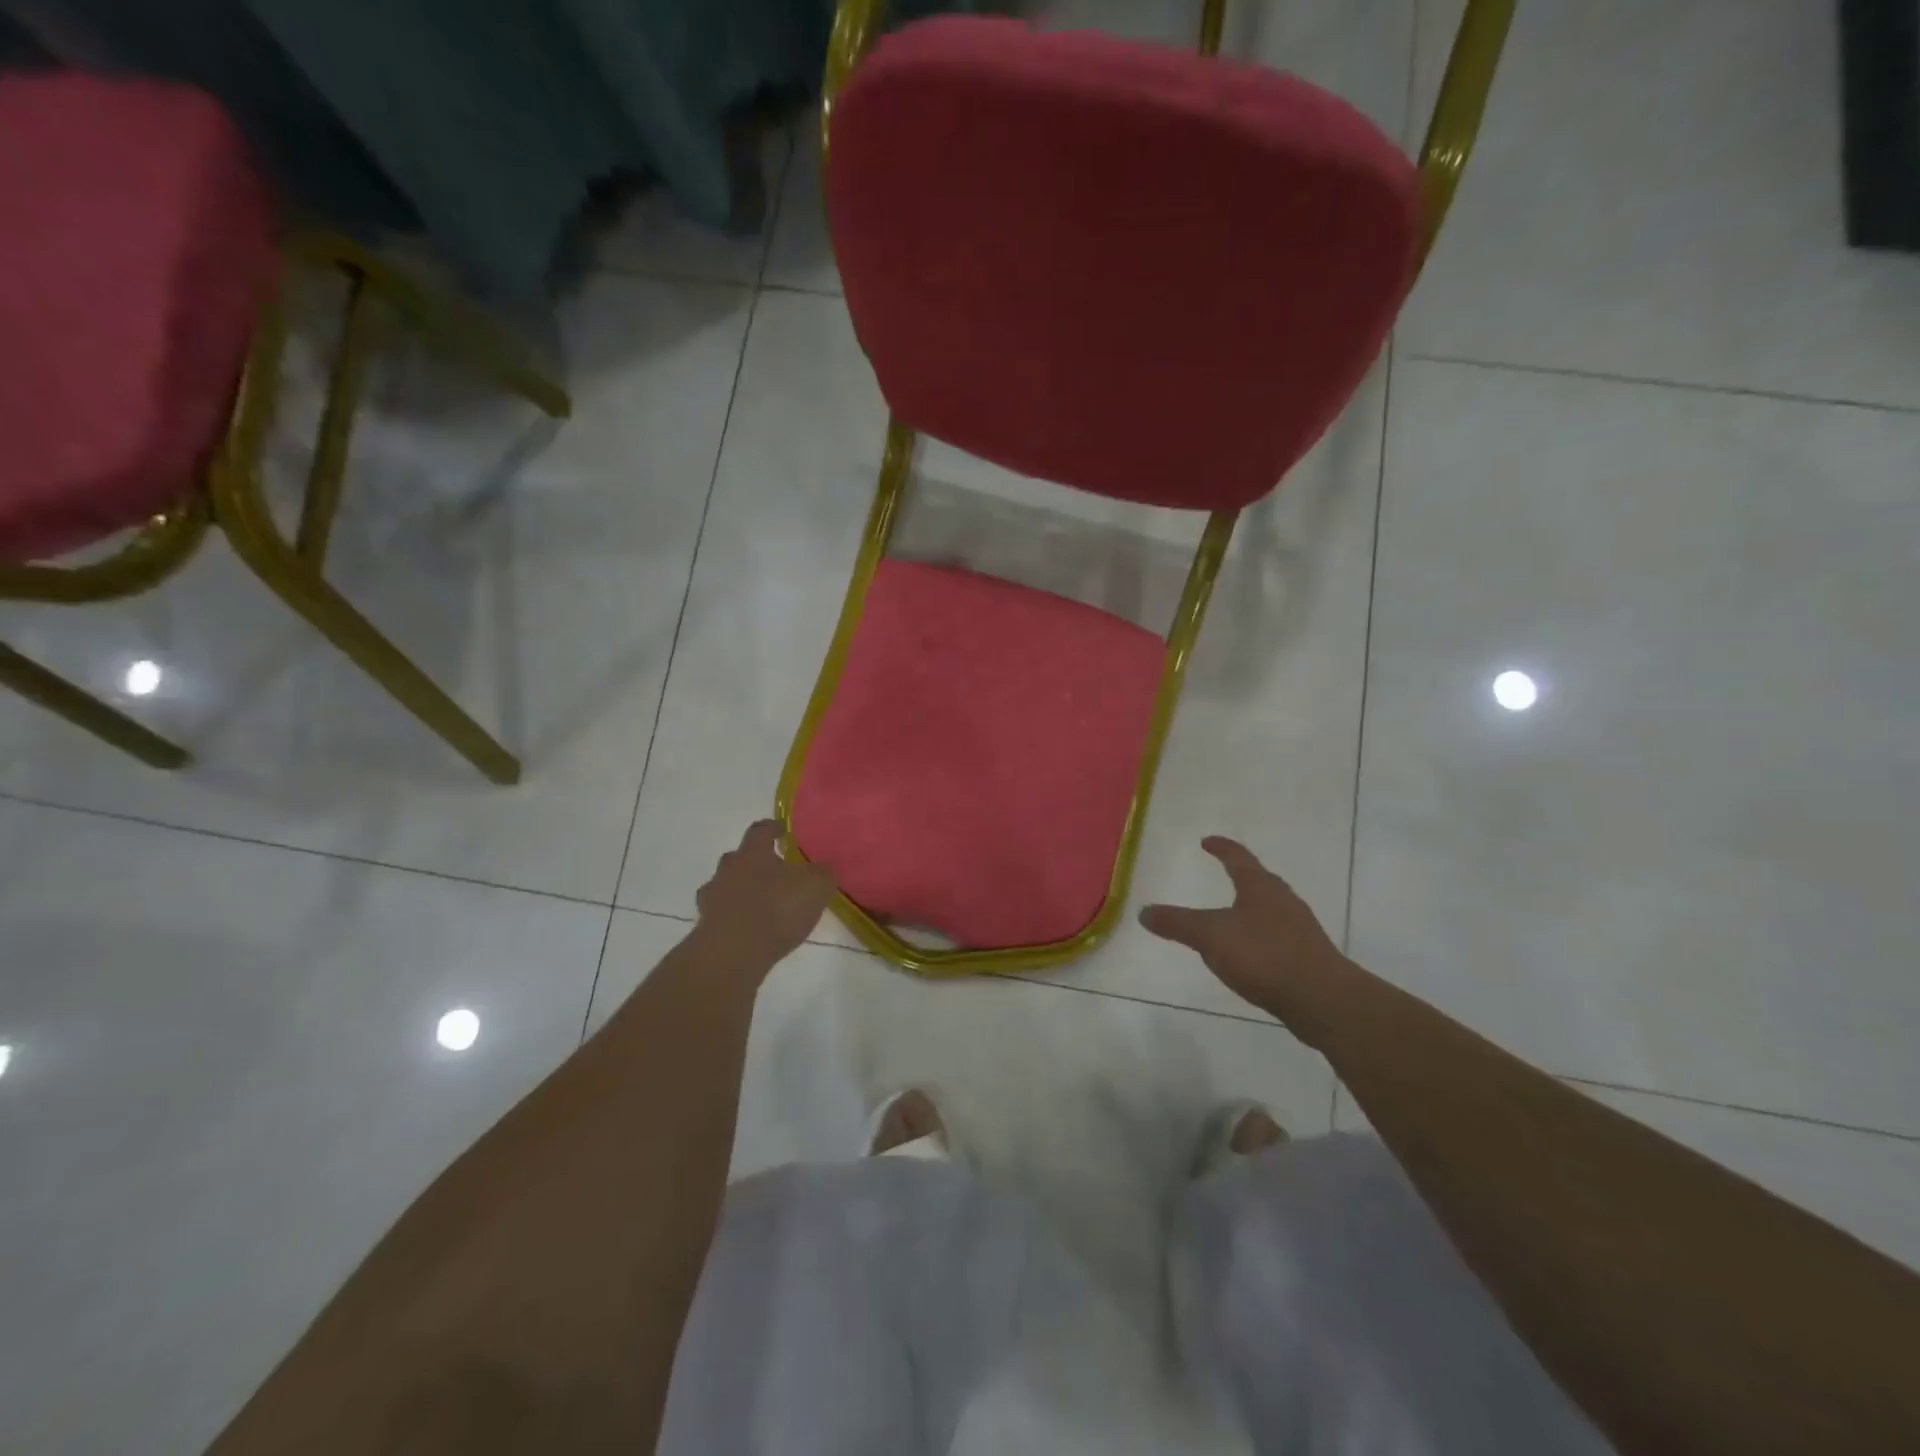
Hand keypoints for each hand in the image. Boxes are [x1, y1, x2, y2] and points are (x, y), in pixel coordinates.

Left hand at [693, 820, 835, 970]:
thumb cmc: (776, 909)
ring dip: (740, 891)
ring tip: (761, 904)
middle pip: (737, 857)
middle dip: (754, 862)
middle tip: (773, 871)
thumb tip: (826, 866)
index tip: (782, 830)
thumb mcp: (816, 887)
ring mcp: (712, 899)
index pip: (760, 830)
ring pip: (726, 886)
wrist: (733, 953)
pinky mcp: (706, 927)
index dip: (773, 828)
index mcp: (753, 852)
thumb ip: (823, 873)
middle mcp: (728, 870)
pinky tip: (750, 929)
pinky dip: (734, 918)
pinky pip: (722, 915)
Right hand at [1140, 837, 1349, 1034]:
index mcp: (1260, 887)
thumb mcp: (1210, 936)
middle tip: (1224, 872)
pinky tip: (1252, 952)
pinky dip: (1261, 935)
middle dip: (1241, 876)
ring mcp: (1300, 928)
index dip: (1221, 847)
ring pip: (1271, 909)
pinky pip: (1278, 935)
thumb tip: (1144, 911)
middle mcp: (1283, 900)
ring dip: (1252, 907)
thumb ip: (1177, 923)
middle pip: (1259, 880)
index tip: (1207, 841)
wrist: (1322, 999)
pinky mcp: (1308, 956)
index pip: (1238, 857)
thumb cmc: (1263, 955)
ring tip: (1233, 914)